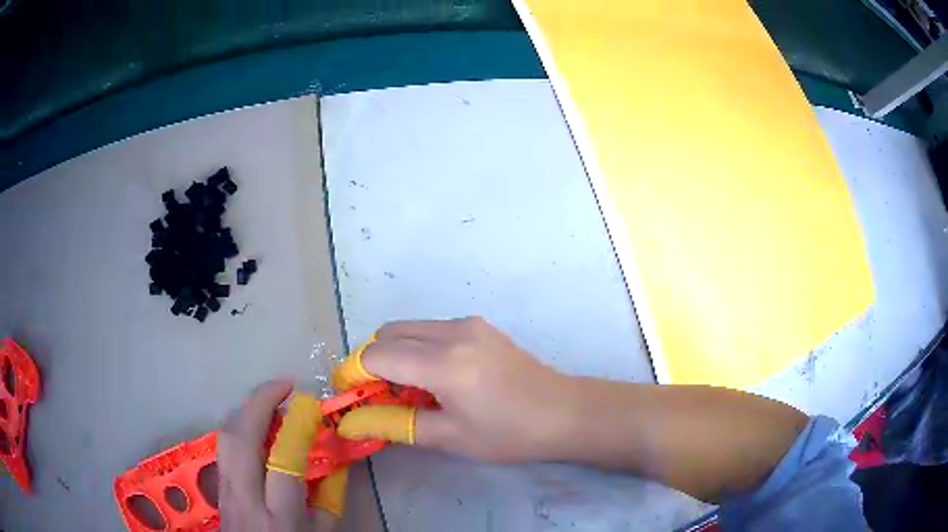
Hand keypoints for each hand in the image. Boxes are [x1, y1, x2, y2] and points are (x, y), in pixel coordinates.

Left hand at [218, 380, 343, 531]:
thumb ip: (329, 497)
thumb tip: (334, 457)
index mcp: (279, 517)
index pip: (283, 462)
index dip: (296, 427)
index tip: (310, 405)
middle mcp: (244, 498)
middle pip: (240, 439)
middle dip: (260, 402)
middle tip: (285, 385)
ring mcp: (224, 490)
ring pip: (225, 436)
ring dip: (247, 409)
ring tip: (272, 399)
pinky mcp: (217, 486)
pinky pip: (224, 445)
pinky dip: (239, 425)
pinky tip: (255, 423)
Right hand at [335, 317, 572, 462]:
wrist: (564, 412)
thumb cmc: (509, 433)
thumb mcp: (450, 437)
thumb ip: (396, 424)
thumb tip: (353, 423)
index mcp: (443, 363)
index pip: (377, 356)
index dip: (354, 374)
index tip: (349, 397)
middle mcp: (452, 332)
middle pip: (388, 333)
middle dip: (371, 361)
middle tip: (376, 396)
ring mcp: (469, 324)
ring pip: (410, 328)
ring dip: (395, 353)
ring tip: (406, 389)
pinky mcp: (480, 325)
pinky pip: (432, 329)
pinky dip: (418, 347)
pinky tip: (433, 377)